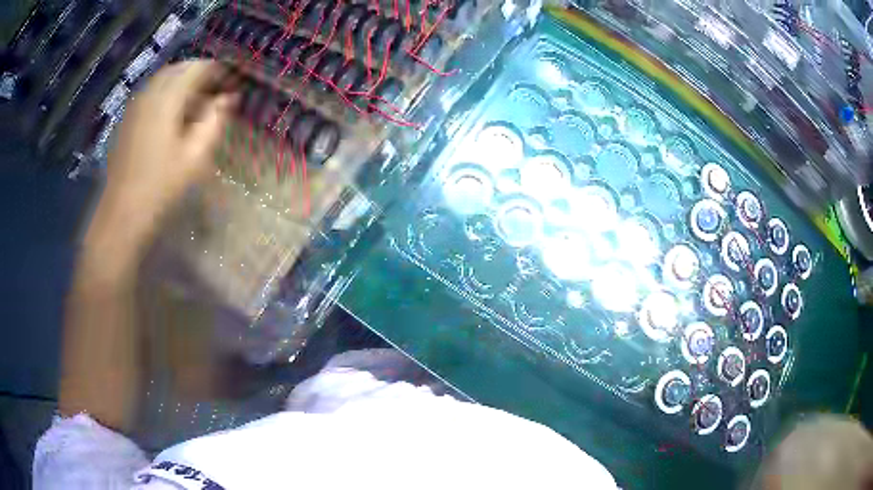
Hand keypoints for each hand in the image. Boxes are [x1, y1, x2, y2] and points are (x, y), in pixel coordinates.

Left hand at [98, 60, 236, 245]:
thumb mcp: (196, 156)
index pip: (198, 68)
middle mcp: (150, 93)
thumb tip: (229, 98)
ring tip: (197, 105)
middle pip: (179, 69)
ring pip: (164, 80)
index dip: (218, 71)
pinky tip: (173, 116)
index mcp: (168, 98)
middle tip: (216, 94)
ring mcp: (136, 105)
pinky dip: (167, 94)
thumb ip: (215, 120)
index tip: (232, 85)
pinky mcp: (128, 119)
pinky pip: (152, 93)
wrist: (122, 214)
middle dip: (200, 75)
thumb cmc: (162, 187)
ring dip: (183, 84)